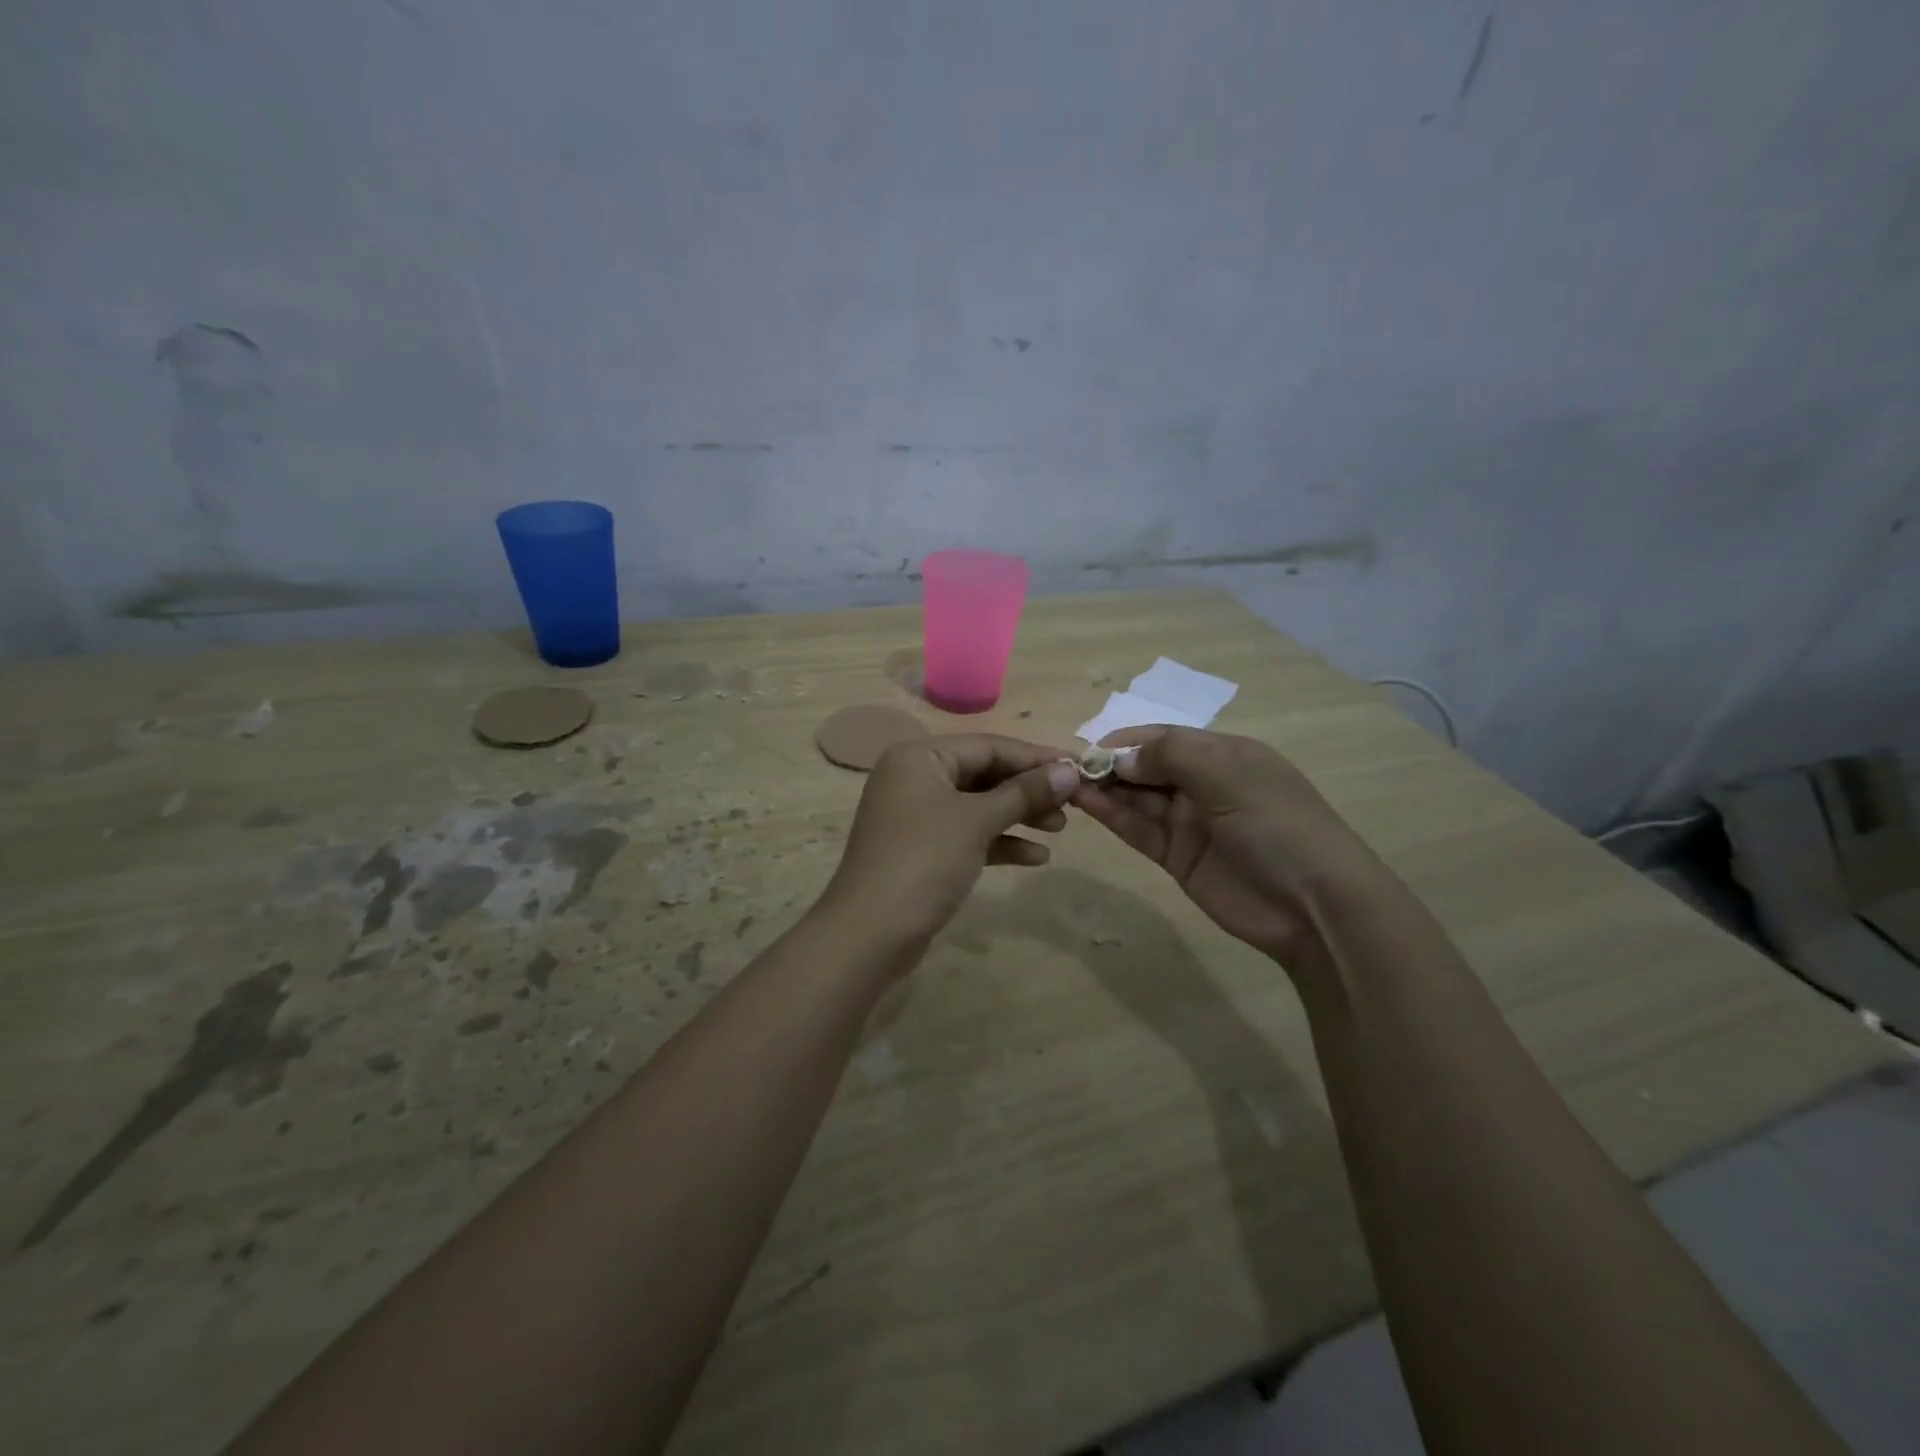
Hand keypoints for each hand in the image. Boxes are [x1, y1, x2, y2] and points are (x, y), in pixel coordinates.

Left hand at [820, 734, 1081, 954]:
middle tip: (1073, 803)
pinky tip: (1037, 857)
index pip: (988, 745)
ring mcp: (917, 816)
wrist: (869, 934)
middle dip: (1028, 789)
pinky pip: (969, 835)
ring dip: (1019, 815)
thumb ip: (1024, 793)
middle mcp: (915, 778)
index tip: (1079, 769)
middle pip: (984, 773)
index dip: (1035, 757)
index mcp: (919, 757)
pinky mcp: (923, 850)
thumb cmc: (922, 861)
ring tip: (1061, 828)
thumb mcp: (976, 821)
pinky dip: (1000, 842)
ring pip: (978, 806)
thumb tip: (1070, 771)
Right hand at [1072, 726, 1382, 961]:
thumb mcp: (1230, 776)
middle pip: (1147, 766)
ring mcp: (1189, 821)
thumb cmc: (1278, 826)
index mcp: (1224, 755)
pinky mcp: (1177, 856)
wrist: (1313, 907)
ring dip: (1105, 789)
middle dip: (1111, 765)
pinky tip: (1085, 804)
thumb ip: (1172, 757)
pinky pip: (1138, 829)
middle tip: (1068, 770)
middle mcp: (1204, 783)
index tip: (1089, 748)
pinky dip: (1113, 816)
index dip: (1126, 741)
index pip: (1164, 738)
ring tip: (1066, 784)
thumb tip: (1121, 757)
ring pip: (1137, 798)